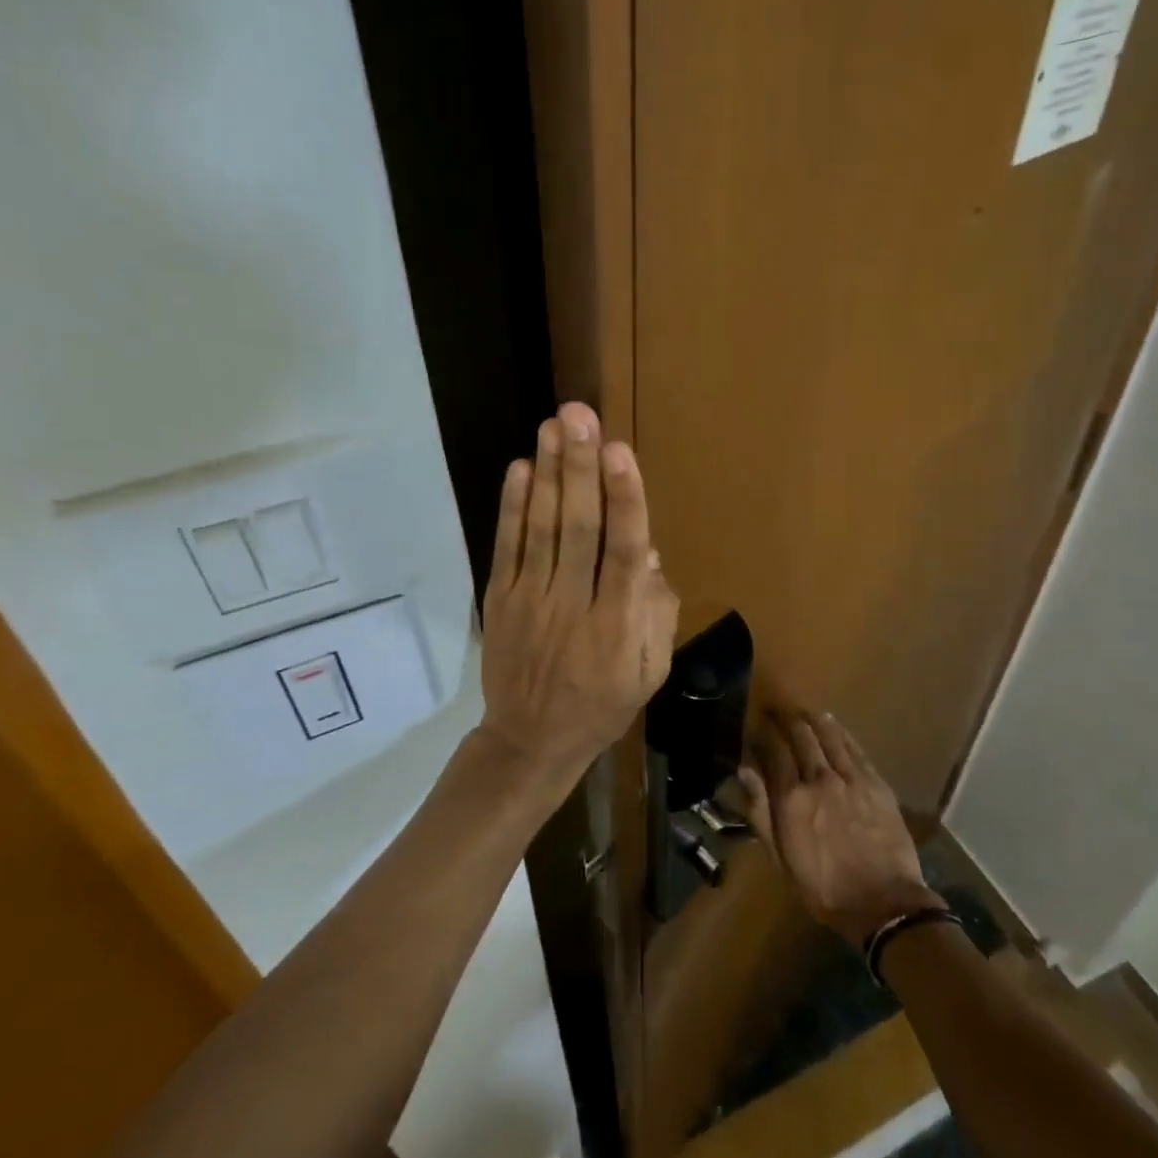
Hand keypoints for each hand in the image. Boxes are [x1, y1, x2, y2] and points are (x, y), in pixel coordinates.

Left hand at [479, 402, 679, 798]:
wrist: (530, 741)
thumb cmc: (602, 704)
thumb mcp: (650, 670)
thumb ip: (657, 612)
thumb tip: (649, 553)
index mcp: (618, 623)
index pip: (624, 551)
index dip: (624, 499)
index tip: (620, 452)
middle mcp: (574, 604)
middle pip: (578, 528)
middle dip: (579, 469)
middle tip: (579, 416)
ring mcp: (531, 600)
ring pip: (540, 529)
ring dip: (546, 474)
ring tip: (551, 427)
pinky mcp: (501, 600)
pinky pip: (507, 547)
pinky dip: (511, 507)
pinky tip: (519, 469)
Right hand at [737, 712, 944, 945]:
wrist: (884, 902)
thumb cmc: (824, 888)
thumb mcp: (781, 859)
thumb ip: (761, 812)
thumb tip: (745, 772)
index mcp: (792, 798)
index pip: (773, 752)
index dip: (763, 736)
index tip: (756, 728)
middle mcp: (820, 778)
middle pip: (801, 736)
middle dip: (787, 721)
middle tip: (778, 712)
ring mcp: (851, 777)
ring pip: (829, 736)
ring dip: (814, 720)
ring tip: (805, 713)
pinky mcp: (876, 782)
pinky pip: (855, 748)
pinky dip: (841, 733)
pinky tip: (835, 726)